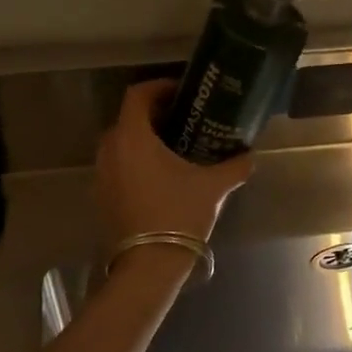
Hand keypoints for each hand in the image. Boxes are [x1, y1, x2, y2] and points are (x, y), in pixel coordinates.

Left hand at [96, 80, 252, 246]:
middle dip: (154, 114)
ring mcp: (102, 174)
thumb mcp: (213, 187)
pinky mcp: (102, 195)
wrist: (149, 264)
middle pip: (128, 118)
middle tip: (183, 119)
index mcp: (133, 137)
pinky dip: (136, 160)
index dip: (159, 87)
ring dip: (144, 139)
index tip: (182, 93)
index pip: (137, 95)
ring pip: (121, 143)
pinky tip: (161, 175)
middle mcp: (111, 150)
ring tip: (175, 147)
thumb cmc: (179, 214)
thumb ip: (234, 166)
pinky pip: (118, 165)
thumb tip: (250, 156)